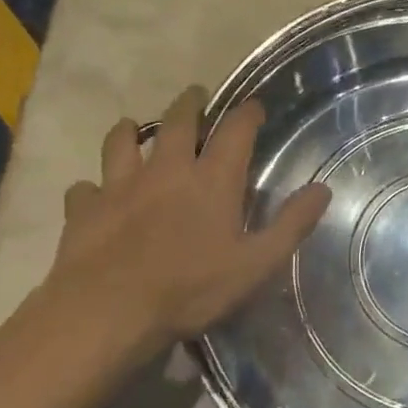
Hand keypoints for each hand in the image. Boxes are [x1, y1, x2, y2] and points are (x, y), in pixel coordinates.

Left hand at [40, 86, 330, 374]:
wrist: (107, 312)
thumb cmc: (190, 289)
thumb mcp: (256, 264)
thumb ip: (291, 224)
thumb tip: (322, 189)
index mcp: (212, 180)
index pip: (235, 130)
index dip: (247, 113)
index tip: (254, 105)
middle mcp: (167, 170)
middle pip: (177, 121)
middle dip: (189, 104)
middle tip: (195, 95)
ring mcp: (120, 185)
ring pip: (122, 142)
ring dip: (130, 131)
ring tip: (133, 127)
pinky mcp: (85, 209)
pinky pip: (85, 188)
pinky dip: (92, 187)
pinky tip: (93, 194)